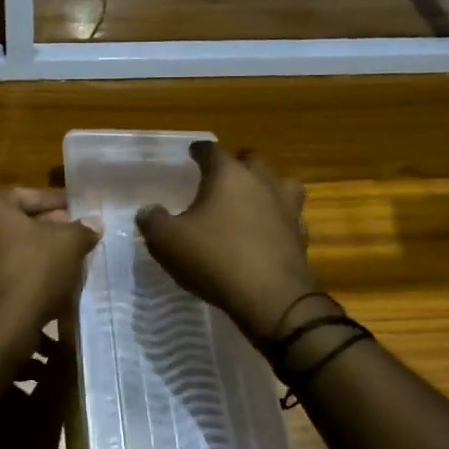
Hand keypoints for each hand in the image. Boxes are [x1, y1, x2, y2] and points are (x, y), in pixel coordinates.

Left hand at [0, 187, 98, 337]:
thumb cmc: (34, 272)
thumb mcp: (69, 245)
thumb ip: (82, 229)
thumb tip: (93, 223)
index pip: (28, 194)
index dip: (56, 201)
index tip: (78, 210)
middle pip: (18, 222)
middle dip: (49, 228)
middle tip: (75, 235)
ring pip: (12, 249)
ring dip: (38, 253)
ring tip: (67, 262)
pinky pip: (4, 273)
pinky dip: (26, 274)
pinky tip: (49, 285)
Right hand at [137, 144, 317, 339]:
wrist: (271, 298)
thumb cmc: (214, 259)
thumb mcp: (168, 241)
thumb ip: (153, 221)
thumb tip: (148, 211)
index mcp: (229, 175)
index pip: (212, 150)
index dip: (200, 150)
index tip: (192, 153)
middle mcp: (262, 183)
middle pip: (253, 160)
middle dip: (238, 162)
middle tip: (224, 172)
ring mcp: (287, 208)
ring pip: (282, 184)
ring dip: (268, 185)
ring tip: (254, 196)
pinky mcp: (300, 236)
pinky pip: (291, 217)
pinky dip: (280, 218)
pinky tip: (269, 230)